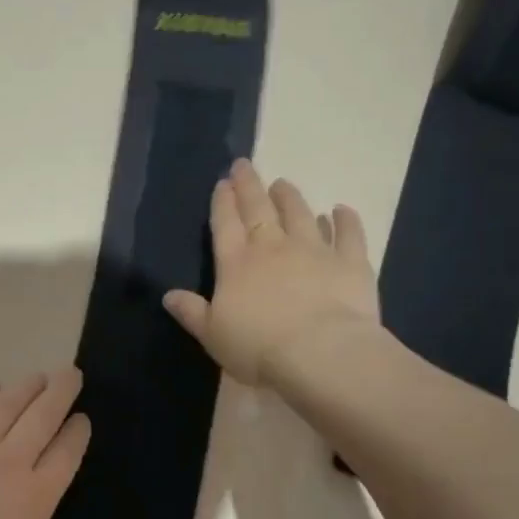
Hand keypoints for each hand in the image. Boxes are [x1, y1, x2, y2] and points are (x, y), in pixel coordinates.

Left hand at [0, 369, 90, 518]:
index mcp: (36, 496)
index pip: (66, 454)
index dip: (77, 433)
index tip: (83, 418)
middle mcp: (10, 461)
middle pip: (42, 417)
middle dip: (60, 393)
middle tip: (70, 373)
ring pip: (5, 406)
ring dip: (25, 388)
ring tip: (37, 376)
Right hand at [164, 159, 379, 385]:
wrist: (320, 353)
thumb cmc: (258, 348)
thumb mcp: (212, 335)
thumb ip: (192, 312)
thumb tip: (168, 295)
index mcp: (235, 264)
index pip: (225, 224)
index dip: (222, 202)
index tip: (222, 183)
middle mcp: (272, 247)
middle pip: (258, 209)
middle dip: (249, 186)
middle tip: (244, 165)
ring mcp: (314, 250)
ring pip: (300, 214)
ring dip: (290, 197)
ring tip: (283, 184)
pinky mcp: (350, 262)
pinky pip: (349, 234)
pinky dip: (345, 220)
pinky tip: (341, 210)